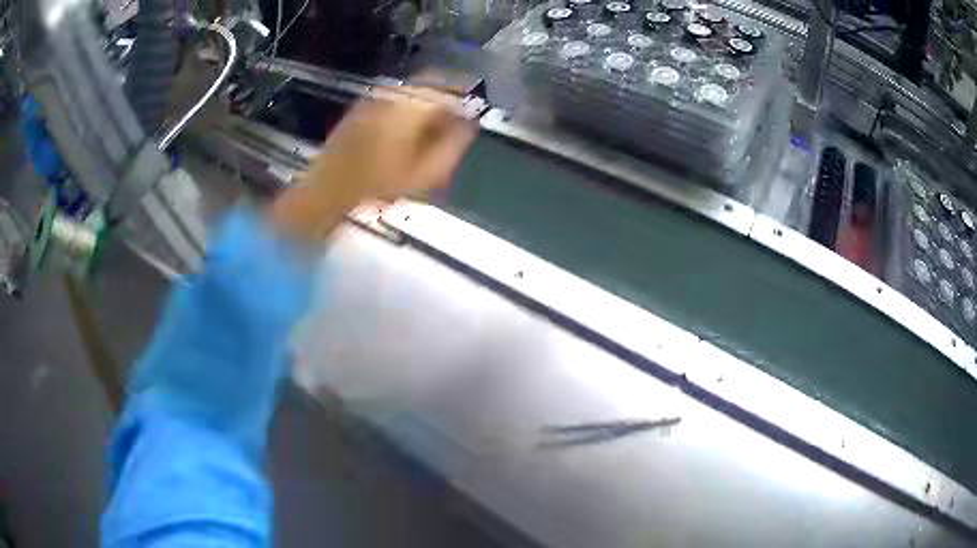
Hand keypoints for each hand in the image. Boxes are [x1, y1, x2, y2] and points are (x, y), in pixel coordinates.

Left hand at [269, 94, 476, 244]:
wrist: (328, 189)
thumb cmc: (377, 185)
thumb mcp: (424, 173)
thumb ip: (452, 146)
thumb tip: (469, 126)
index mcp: (410, 107)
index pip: (447, 87)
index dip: (463, 95)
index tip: (471, 108)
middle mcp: (392, 96)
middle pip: (428, 84)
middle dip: (445, 97)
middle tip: (454, 118)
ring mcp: (373, 100)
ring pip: (410, 91)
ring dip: (425, 102)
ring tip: (431, 127)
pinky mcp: (360, 108)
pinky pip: (392, 99)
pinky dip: (406, 108)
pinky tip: (406, 129)